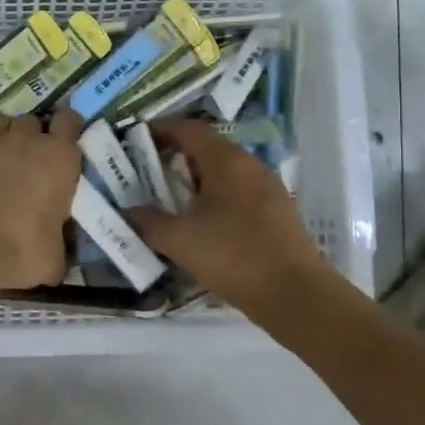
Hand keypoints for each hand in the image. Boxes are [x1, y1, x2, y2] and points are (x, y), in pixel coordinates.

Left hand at [0, 111, 84, 289]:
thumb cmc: (16, 253)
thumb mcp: (53, 259)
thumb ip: (60, 244)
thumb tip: (58, 253)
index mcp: (58, 158)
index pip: (69, 121)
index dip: (67, 130)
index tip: (63, 146)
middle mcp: (25, 140)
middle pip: (32, 121)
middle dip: (32, 137)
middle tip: (30, 163)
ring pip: (1, 124)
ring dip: (4, 139)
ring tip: (0, 164)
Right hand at [126, 119, 339, 312]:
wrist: (296, 295)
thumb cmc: (233, 256)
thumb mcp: (180, 240)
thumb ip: (148, 222)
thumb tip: (128, 212)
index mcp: (226, 160)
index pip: (188, 129)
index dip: (160, 129)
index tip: (134, 138)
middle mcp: (250, 164)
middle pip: (207, 147)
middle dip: (175, 155)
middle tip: (146, 171)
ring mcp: (268, 187)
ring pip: (224, 171)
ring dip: (195, 178)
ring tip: (170, 198)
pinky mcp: (277, 211)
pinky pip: (238, 191)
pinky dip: (214, 196)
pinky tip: (202, 222)